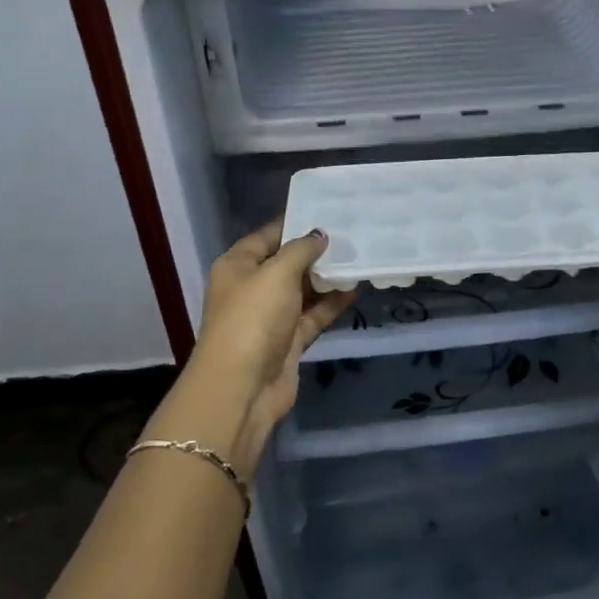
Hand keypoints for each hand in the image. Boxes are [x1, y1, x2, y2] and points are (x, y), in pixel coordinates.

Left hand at [188, 222, 357, 471]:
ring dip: (328, 277)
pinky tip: (356, 288)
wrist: (243, 386)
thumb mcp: (276, 274)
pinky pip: (314, 314)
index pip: (269, 235)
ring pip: (304, 290)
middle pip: (288, 262)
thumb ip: (301, 250)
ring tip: (361, 257)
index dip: (296, 223)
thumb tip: (320, 235)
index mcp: (238, 265)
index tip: (329, 211)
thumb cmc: (253, 318)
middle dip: (317, 251)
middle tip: (353, 233)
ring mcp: (271, 316)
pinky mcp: (289, 340)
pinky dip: (332, 303)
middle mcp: (252, 288)